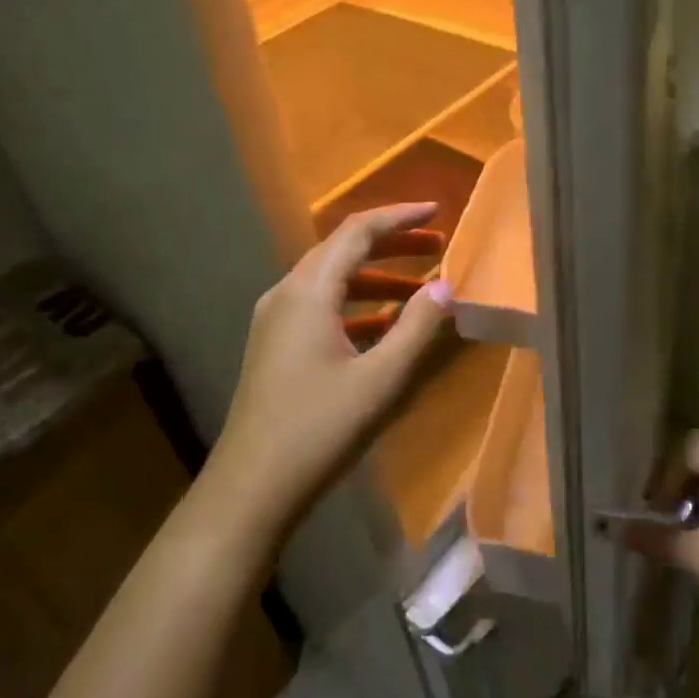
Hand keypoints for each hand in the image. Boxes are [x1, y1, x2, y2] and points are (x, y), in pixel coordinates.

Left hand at [205, 203, 454, 539]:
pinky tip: (385, 326)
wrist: (252, 486)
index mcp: (308, 291)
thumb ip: (416, 328)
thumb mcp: (380, 379)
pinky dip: (357, 306)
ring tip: (421, 288)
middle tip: (436, 247)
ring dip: (376, 278)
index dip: (399, 217)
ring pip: (332, 281)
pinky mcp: (275, 345)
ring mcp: (275, 320)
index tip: (437, 211)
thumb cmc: (319, 428)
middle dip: (392, 245)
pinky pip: (321, 308)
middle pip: (342, 250)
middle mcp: (286, 294)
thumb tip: (446, 287)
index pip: (357, 232)